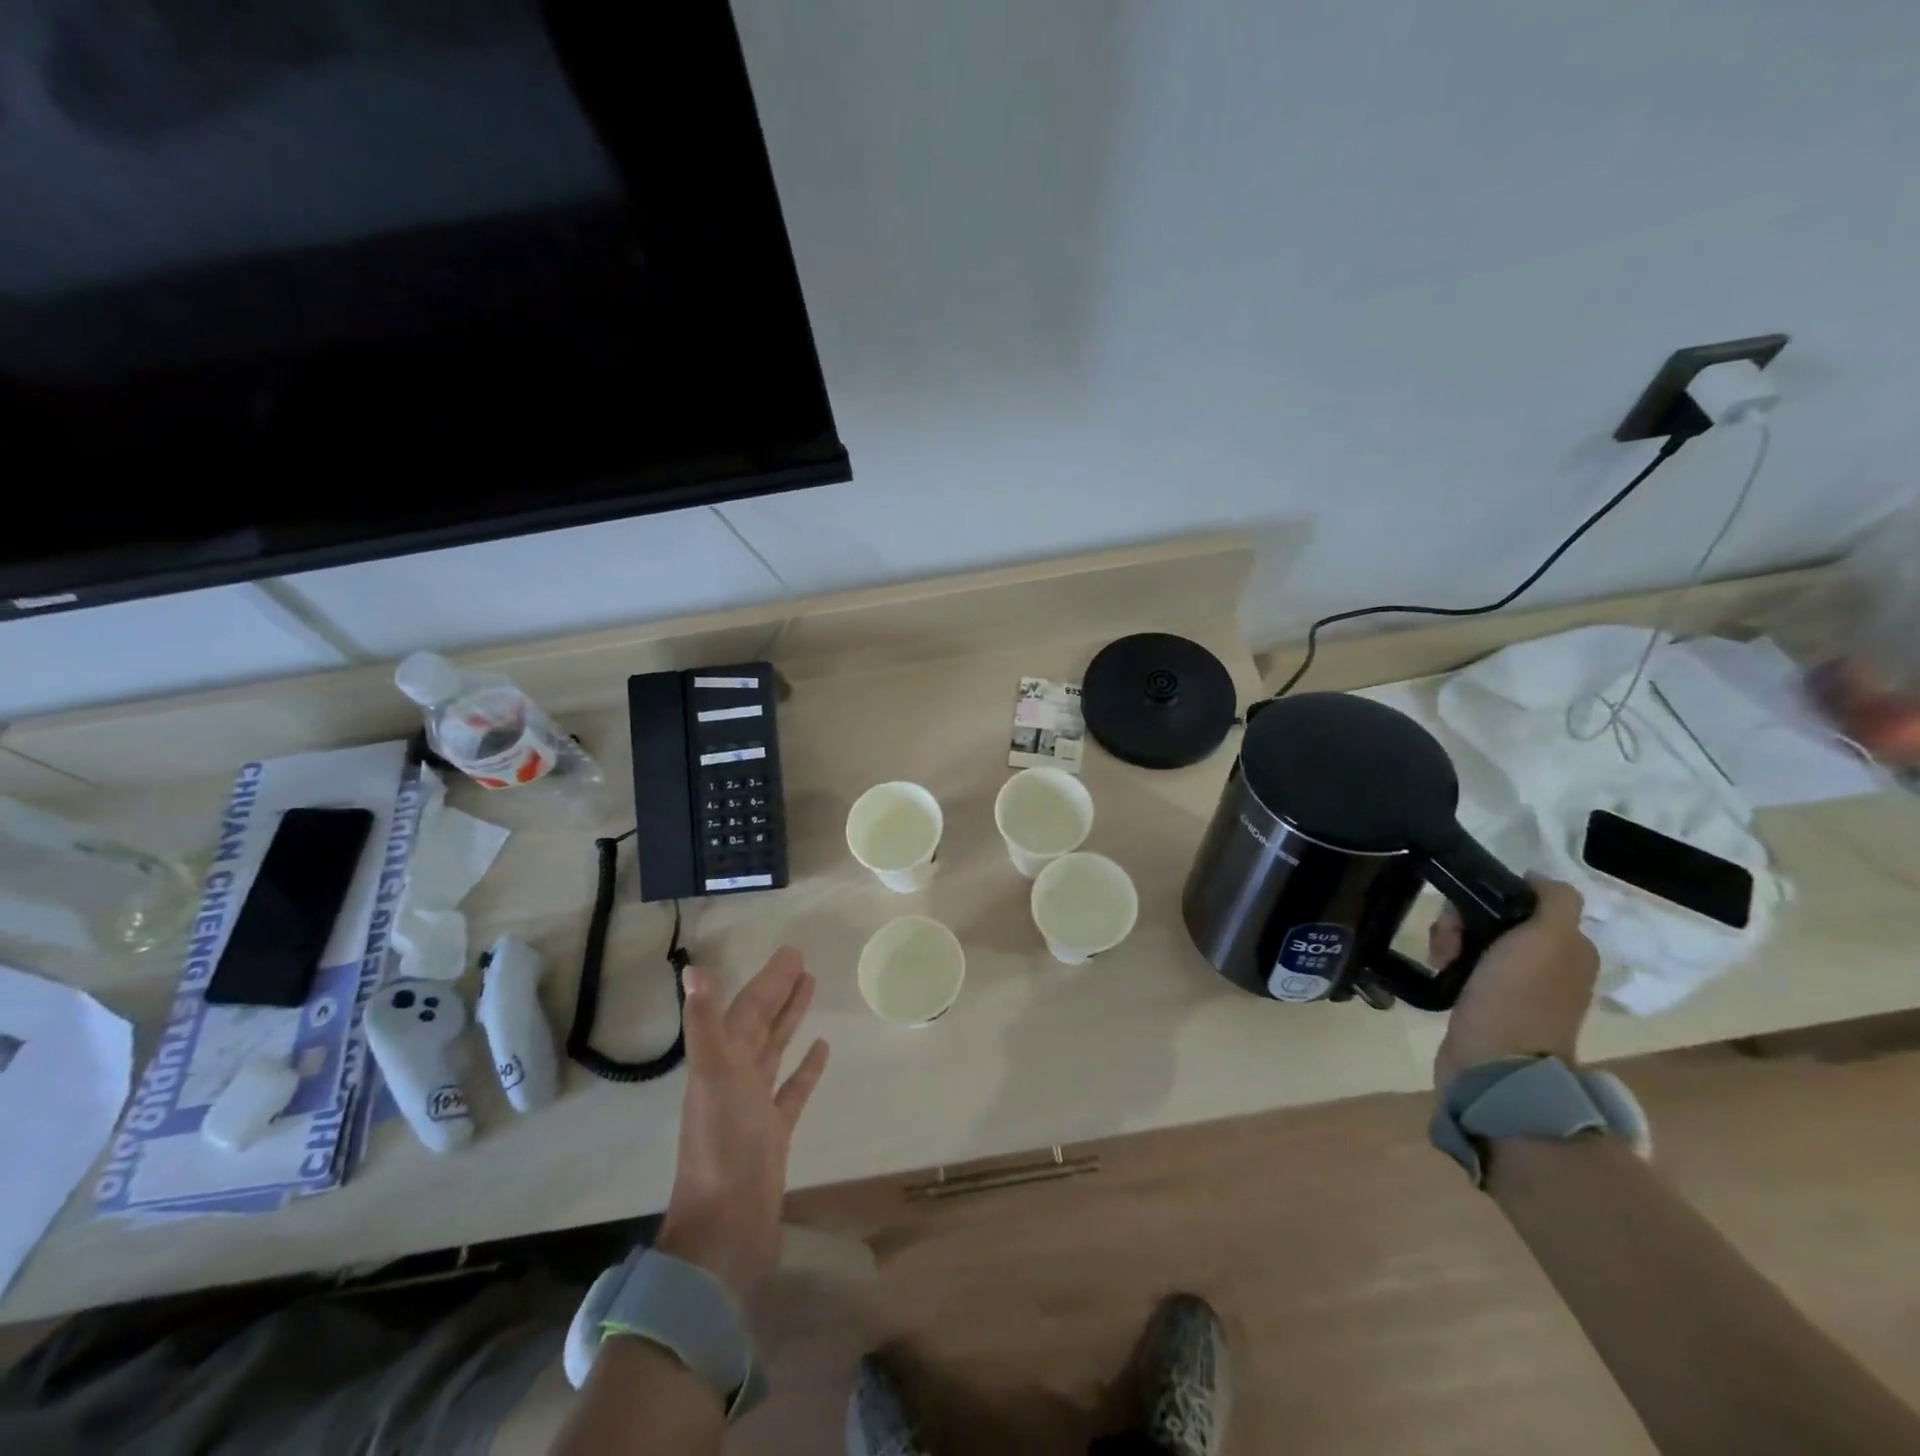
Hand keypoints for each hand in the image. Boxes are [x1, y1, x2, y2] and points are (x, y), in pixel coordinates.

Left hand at [655, 947, 829, 1305]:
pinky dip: (806, 1068)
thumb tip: (693, 970)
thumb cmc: (723, 1148)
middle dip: (779, 992)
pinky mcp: (774, 1132)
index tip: (792, 953)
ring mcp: (755, 1106)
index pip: (747, 1009)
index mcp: (721, 1063)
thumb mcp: (714, 1078)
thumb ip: (706, 1024)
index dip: (768, 981)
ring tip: (812, 988)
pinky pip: (792, 1090)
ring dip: (791, 1020)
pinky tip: (822, 1049)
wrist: (726, 1230)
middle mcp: (735, 1078)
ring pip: (775, 1051)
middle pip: (759, 1024)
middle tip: (803, 961)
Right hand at [1430, 876, 1598, 1090]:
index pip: (1526, 899)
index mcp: (1571, 948)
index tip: (1468, 907)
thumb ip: (1554, 900)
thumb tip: (1534, 876)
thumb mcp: (1548, 939)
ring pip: (1476, 939)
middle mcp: (1551, 965)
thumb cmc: (1517, 997)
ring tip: (1440, 957)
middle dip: (1464, 920)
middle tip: (1448, 940)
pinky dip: (1449, 961)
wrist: (1493, 1062)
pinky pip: (1465, 963)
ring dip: (1451, 939)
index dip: (1493, 896)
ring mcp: (1519, 986)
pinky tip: (1441, 968)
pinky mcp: (1488, 1002)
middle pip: (1496, 918)